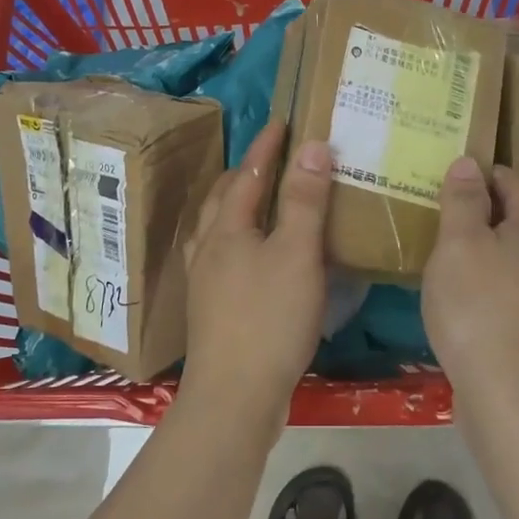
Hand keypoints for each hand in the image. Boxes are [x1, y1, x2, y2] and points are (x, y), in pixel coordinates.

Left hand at [181, 122, 333, 417]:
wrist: (233, 396)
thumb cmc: (268, 318)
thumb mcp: (297, 254)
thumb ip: (305, 200)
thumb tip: (313, 146)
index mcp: (228, 227)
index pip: (249, 173)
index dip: (267, 146)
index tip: (283, 122)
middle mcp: (209, 247)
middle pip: (224, 198)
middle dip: (246, 173)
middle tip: (272, 160)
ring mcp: (205, 280)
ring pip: (217, 228)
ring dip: (237, 206)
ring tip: (260, 203)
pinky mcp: (211, 309)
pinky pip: (221, 256)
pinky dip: (237, 240)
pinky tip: (252, 258)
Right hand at [422, 157, 518, 417]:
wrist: (511, 391)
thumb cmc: (478, 306)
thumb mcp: (458, 244)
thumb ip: (463, 201)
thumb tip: (469, 162)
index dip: (495, 175)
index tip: (465, 177)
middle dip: (509, 210)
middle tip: (470, 214)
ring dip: (509, 247)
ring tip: (472, 254)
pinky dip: (508, 280)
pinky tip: (481, 295)